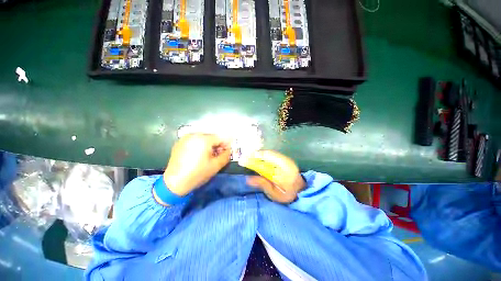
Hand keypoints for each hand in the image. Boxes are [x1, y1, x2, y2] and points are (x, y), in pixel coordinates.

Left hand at [162, 134, 230, 196]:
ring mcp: (185, 138)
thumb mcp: (216, 165)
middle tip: (217, 155)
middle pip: (211, 137)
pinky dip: (199, 145)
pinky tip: (197, 155)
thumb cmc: (198, 174)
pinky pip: (194, 140)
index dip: (225, 145)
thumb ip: (226, 155)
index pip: (220, 138)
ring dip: (208, 145)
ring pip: (203, 138)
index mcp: (204, 139)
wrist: (174, 183)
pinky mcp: (179, 142)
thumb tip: (229, 149)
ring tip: (207, 156)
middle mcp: (194, 135)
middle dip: (216, 145)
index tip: (225, 153)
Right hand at [239, 150, 305, 202]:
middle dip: (254, 155)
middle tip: (244, 157)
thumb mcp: (275, 195)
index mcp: (285, 174)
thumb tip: (248, 178)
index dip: (253, 161)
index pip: (266, 164)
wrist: (301, 189)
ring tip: (248, 156)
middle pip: (267, 154)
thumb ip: (263, 185)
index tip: (243, 160)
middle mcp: (287, 163)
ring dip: (258, 154)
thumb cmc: (288, 195)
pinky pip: (272, 153)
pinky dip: (263, 154)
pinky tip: (257, 157)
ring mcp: (287, 159)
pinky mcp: (286, 158)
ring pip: (269, 152)